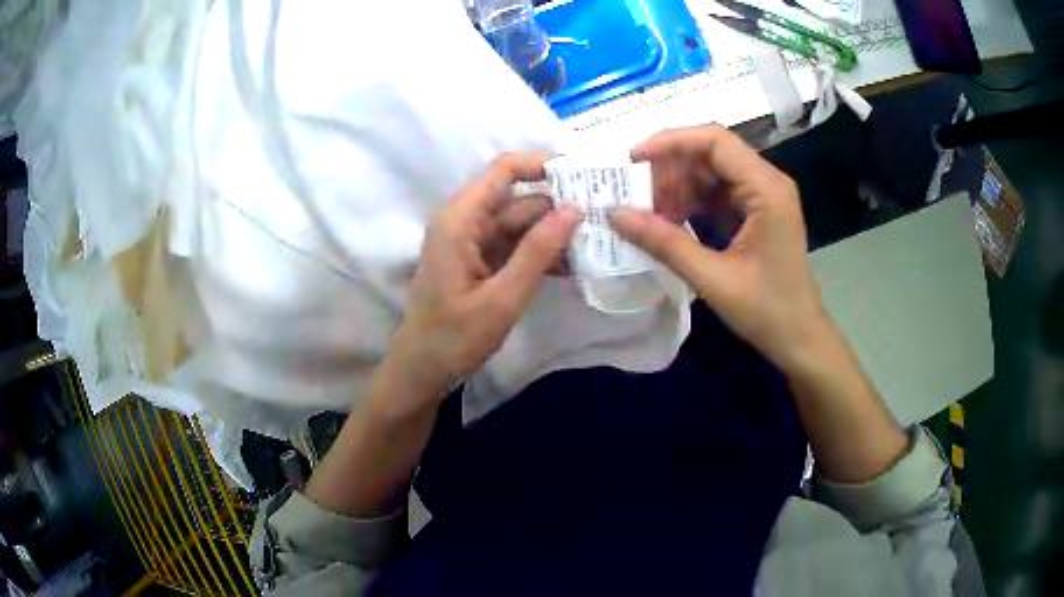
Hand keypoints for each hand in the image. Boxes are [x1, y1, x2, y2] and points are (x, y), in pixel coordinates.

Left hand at [384, 154, 578, 415]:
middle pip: (518, 198)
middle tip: (604, 218)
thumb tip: (574, 209)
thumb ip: (538, 252)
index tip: (584, 176)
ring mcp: (472, 242)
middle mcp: (465, 221)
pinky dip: (540, 253)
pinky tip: (573, 265)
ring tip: (597, 243)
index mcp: (460, 219)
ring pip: (521, 223)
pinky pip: (515, 246)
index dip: (542, 165)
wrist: (422, 370)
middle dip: (558, 206)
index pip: (504, 170)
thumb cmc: (454, 337)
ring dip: (554, 234)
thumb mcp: (502, 298)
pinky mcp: (480, 261)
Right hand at [610, 125, 828, 371]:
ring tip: (645, 211)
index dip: (671, 142)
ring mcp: (763, 197)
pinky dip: (691, 203)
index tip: (632, 159)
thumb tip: (615, 214)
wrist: (800, 339)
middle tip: (632, 190)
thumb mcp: (713, 278)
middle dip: (670, 167)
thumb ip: (665, 243)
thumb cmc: (767, 311)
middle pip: (711, 153)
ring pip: (711, 174)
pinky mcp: (756, 214)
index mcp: (766, 189)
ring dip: (677, 187)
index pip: (715, 141)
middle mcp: (767, 182)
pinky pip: (717, 195)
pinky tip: (668, 222)